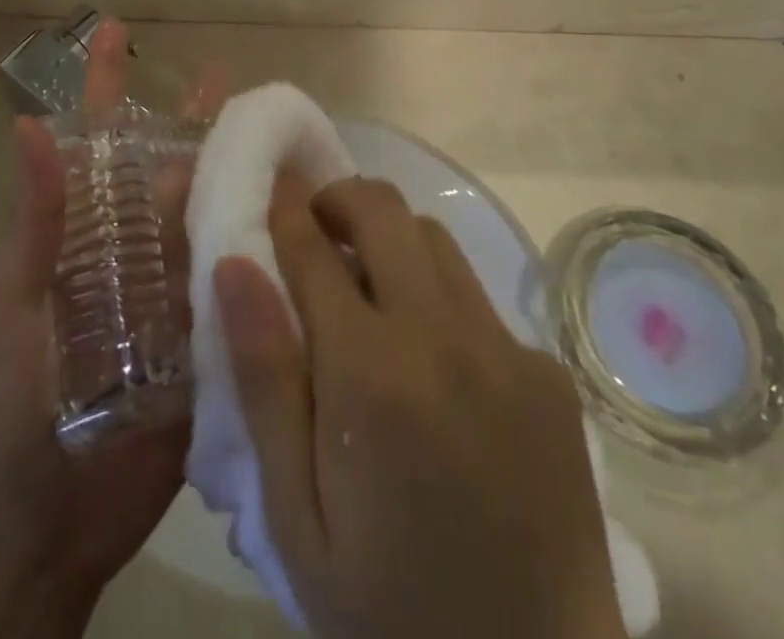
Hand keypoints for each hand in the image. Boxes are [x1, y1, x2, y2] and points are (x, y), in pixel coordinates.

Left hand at [0, 21, 229, 638]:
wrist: (48, 528)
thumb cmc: (11, 411)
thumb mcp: (10, 309)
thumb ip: (32, 224)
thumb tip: (30, 125)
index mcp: (83, 232)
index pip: (96, 141)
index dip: (103, 82)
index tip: (116, 29)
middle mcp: (133, 247)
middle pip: (170, 165)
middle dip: (197, 118)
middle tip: (238, 76)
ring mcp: (174, 288)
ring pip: (212, 211)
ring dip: (241, 170)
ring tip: (283, 131)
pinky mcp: (209, 332)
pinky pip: (241, 274)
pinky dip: (268, 238)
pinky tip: (304, 213)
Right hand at [214, 178, 628, 638]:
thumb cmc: (390, 614)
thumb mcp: (296, 518)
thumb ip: (264, 381)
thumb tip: (235, 266)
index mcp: (370, 374)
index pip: (312, 248)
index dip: (283, 208)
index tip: (268, 187)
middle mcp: (444, 338)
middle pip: (383, 210)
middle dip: (338, 200)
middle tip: (314, 232)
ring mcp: (506, 350)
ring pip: (434, 238)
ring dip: (390, 239)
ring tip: (367, 287)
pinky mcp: (548, 373)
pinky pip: (478, 298)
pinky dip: (439, 297)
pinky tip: (432, 362)